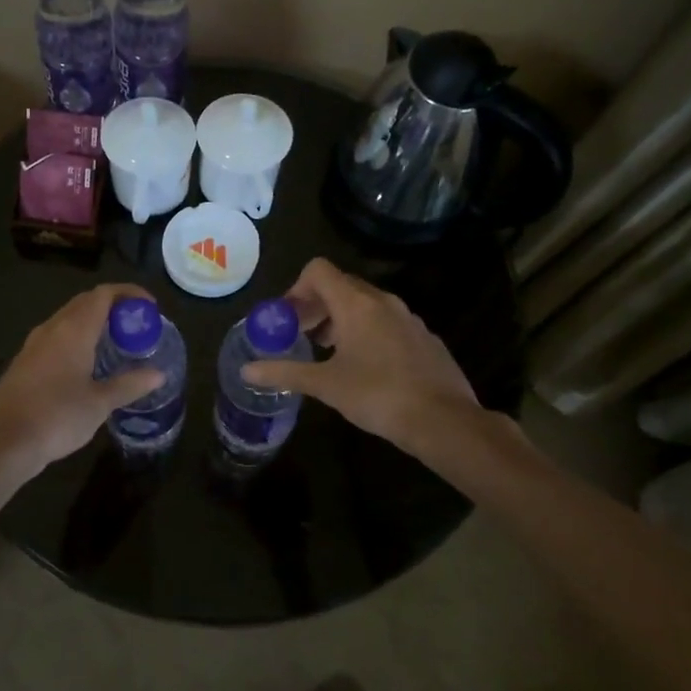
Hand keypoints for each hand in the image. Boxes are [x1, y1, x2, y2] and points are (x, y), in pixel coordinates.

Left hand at [0, 283, 165, 481]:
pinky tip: (86, 364)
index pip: (103, 294)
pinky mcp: (24, 362)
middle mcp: (52, 329)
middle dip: (113, 307)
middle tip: (136, 326)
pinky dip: (77, 338)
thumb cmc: (56, 418)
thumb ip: (130, 385)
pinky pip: (56, 337)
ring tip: (116, 343)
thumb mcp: (100, 404)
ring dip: (93, 322)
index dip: (129, 293)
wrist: (2, 443)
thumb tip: (158, 374)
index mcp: (73, 330)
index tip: (150, 308)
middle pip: (85, 302)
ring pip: (68, 319)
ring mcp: (33, 344)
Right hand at [240, 258, 481, 449]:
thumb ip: (284, 373)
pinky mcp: (424, 337)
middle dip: (315, 306)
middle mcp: (383, 301)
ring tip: (328, 353)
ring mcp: (408, 318)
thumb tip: (246, 370)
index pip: (318, 270)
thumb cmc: (378, 395)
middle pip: (340, 286)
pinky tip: (365, 368)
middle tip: (301, 336)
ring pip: (365, 305)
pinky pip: (387, 322)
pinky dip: (367, 333)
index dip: (296, 289)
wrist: (444, 420)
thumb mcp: (325, 385)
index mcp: (356, 304)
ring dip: (340, 320)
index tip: (287, 319)